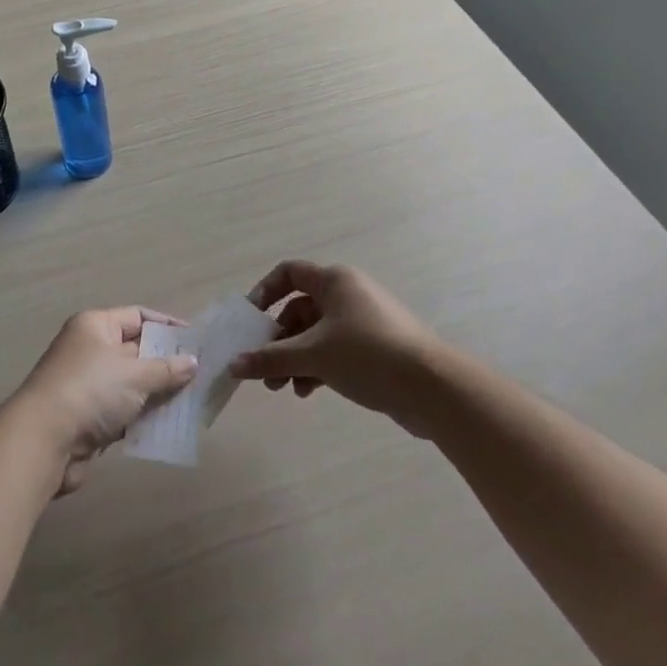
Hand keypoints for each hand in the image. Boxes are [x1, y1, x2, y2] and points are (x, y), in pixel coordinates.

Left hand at [14, 307, 196, 493]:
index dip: (168, 326)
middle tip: (201, 376)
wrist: (43, 440)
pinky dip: (142, 418)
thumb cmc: (91, 391)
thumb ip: (167, 369)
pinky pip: (122, 411)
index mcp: (95, 326)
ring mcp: (87, 384)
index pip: (138, 316)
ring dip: (157, 394)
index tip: (197, 341)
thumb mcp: (135, 375)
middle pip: (136, 350)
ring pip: (131, 384)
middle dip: (167, 364)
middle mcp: (89, 349)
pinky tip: (168, 427)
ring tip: (192, 403)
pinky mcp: (87, 417)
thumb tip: (193, 362)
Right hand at [230, 262, 441, 433]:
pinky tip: (307, 391)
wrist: (433, 388)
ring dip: (294, 359)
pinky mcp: (374, 348)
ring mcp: (363, 322)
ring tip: (281, 387)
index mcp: (334, 281)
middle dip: (277, 340)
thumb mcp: (313, 355)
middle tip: (262, 368)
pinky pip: (334, 351)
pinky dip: (317, 367)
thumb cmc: (367, 355)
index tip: (250, 321)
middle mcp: (348, 294)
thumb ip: (270, 358)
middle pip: (299, 310)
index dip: (264, 292)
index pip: (289, 273)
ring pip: (315, 334)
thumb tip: (234, 364)